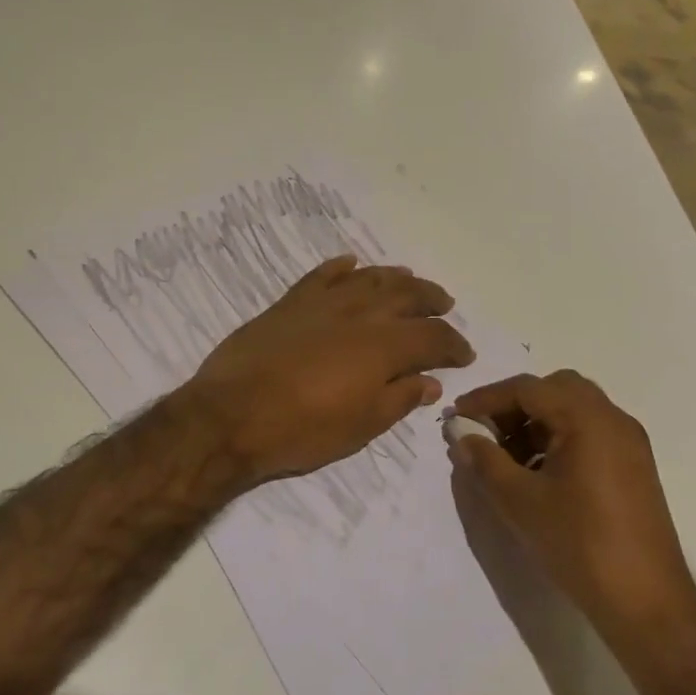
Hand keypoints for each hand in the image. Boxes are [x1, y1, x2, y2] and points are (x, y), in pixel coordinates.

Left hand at [184, 255, 474, 487]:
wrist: (232, 415)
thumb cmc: (303, 429)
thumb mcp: (362, 426)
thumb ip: (400, 398)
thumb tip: (430, 382)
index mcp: (384, 346)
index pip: (433, 336)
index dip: (453, 344)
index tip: (464, 354)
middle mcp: (360, 313)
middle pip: (406, 295)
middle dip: (431, 299)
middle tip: (444, 305)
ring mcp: (323, 302)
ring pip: (368, 278)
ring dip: (394, 277)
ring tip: (409, 280)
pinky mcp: (290, 301)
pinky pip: (322, 274)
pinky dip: (341, 267)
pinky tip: (351, 265)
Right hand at [451, 371, 695, 633]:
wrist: (647, 604)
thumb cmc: (579, 544)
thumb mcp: (520, 501)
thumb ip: (485, 461)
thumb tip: (461, 436)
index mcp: (588, 419)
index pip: (528, 388)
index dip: (487, 398)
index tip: (457, 417)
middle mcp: (613, 419)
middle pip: (555, 389)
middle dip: (515, 405)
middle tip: (486, 432)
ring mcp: (629, 443)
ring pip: (573, 410)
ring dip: (536, 422)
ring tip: (506, 457)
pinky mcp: (634, 467)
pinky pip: (589, 433)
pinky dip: (558, 438)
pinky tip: (537, 474)